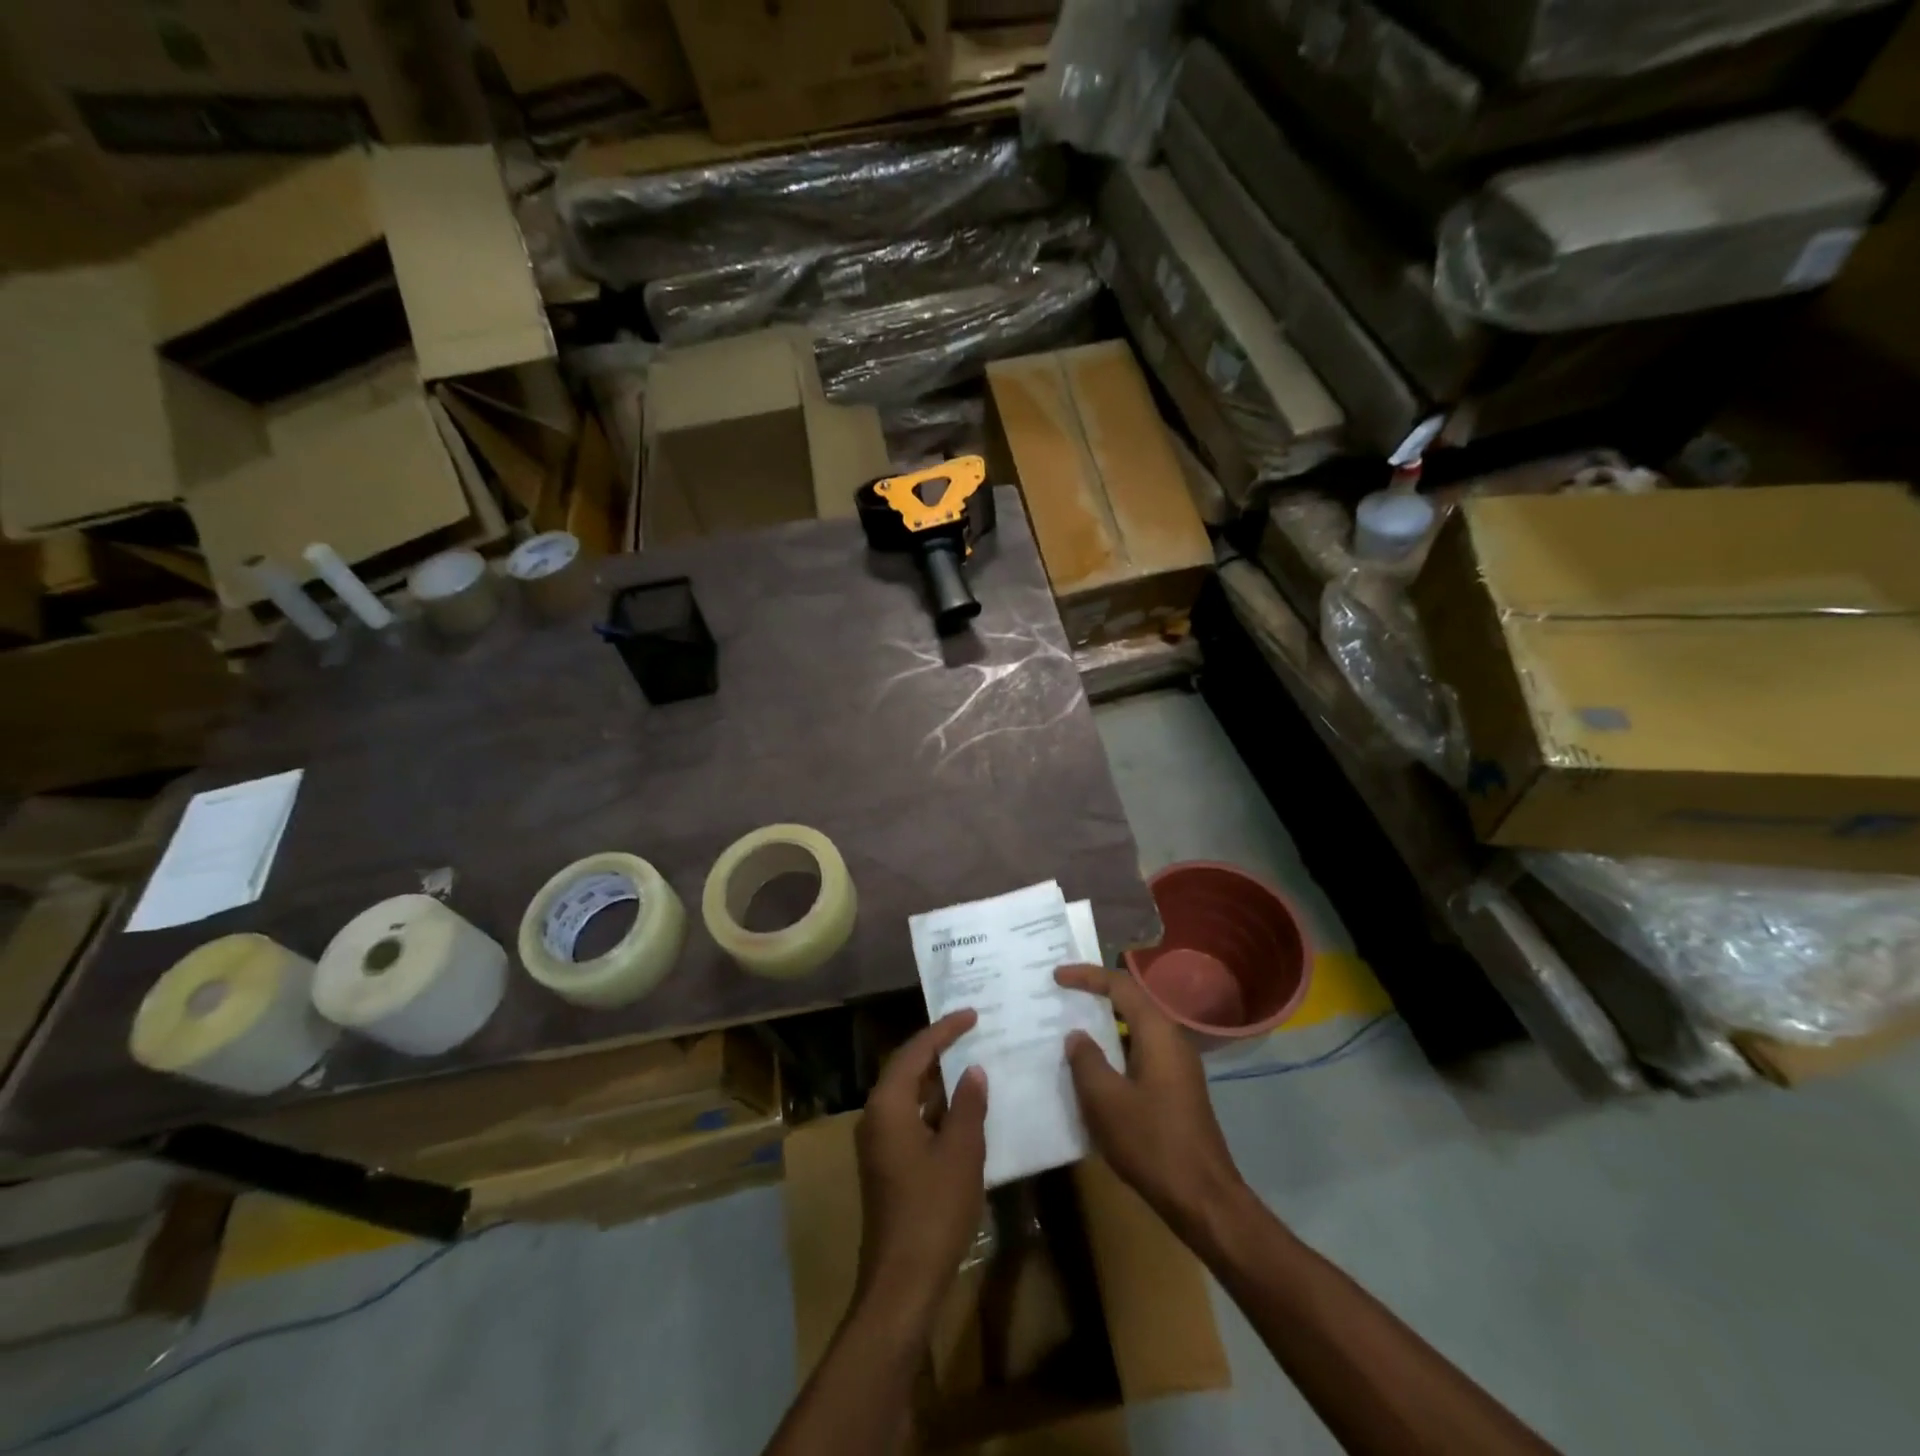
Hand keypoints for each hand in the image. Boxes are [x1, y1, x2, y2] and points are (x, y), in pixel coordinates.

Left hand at [854, 1010, 988, 1328]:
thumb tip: (971, 1070)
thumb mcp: (961, 1152)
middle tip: (970, 1029)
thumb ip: (967, 1105)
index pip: (916, 1051)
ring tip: (970, 1060)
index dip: (944, 1030)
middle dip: (937, 1047)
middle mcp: (875, 1116)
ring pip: (908, 1094)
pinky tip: (961, 1108)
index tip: (971, 1013)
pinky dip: (934, 1104)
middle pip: (906, 1068)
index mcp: (888, 1105)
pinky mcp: (886, 1163)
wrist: (902, 1281)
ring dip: (936, 1077)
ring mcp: (878, 1142)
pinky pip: (910, 1116)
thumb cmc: (933, 1210)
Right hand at [1055, 965, 1245, 1240]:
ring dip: (1105, 1024)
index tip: (1057, 976)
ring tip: (1070, 1026)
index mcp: (1158, 1033)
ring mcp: (1178, 1066)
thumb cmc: (1152, 1143)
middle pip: (1131, 1002)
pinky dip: (1115, 1050)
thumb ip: (1087, 1061)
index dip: (1087, 976)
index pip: (1121, 986)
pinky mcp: (1176, 1089)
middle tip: (1061, 992)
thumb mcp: (1106, 1101)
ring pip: (1136, 1029)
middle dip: (1096, 994)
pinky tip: (1093, 1068)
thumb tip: (1077, 1035)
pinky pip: (1140, 1052)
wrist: (1203, 1199)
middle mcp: (1172, 1039)